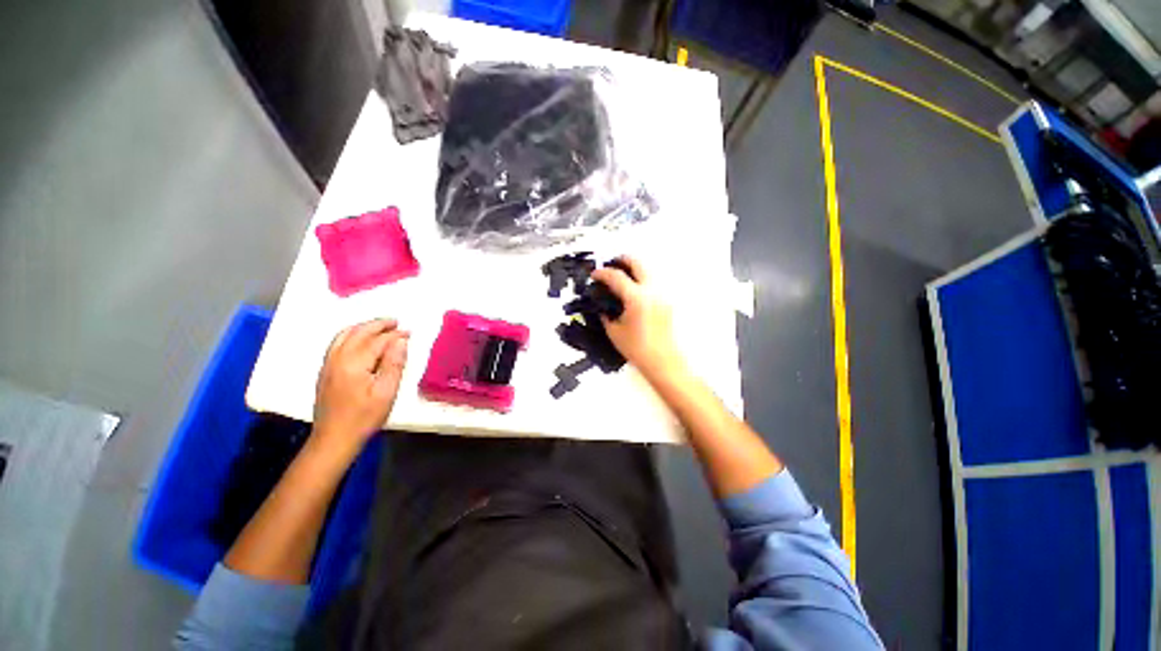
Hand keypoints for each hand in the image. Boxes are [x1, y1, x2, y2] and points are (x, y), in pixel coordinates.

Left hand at [312, 318, 408, 454]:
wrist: (333, 439)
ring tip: (380, 327)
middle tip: (396, 322)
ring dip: (363, 327)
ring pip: (344, 335)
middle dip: (378, 325)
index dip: (395, 335)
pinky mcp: (325, 371)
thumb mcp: (386, 392)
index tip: (410, 332)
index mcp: (354, 363)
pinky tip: (360, 339)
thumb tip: (401, 341)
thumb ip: (394, 364)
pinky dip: (351, 335)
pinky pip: (337, 343)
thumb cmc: (364, 417)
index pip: (377, 341)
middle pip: (358, 332)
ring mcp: (328, 364)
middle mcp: (337, 358)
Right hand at [590, 257, 683, 378]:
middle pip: (637, 262)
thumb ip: (606, 314)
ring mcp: (662, 294)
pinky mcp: (667, 300)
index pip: (616, 276)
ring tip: (622, 277)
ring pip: (648, 269)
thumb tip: (601, 305)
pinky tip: (633, 291)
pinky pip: (653, 282)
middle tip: (610, 266)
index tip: (594, 275)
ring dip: (633, 269)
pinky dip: (642, 280)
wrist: (663, 360)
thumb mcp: (614, 331)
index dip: (602, 273)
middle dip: (622, 260)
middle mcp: (651, 290)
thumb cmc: (636, 348)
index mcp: (636, 298)